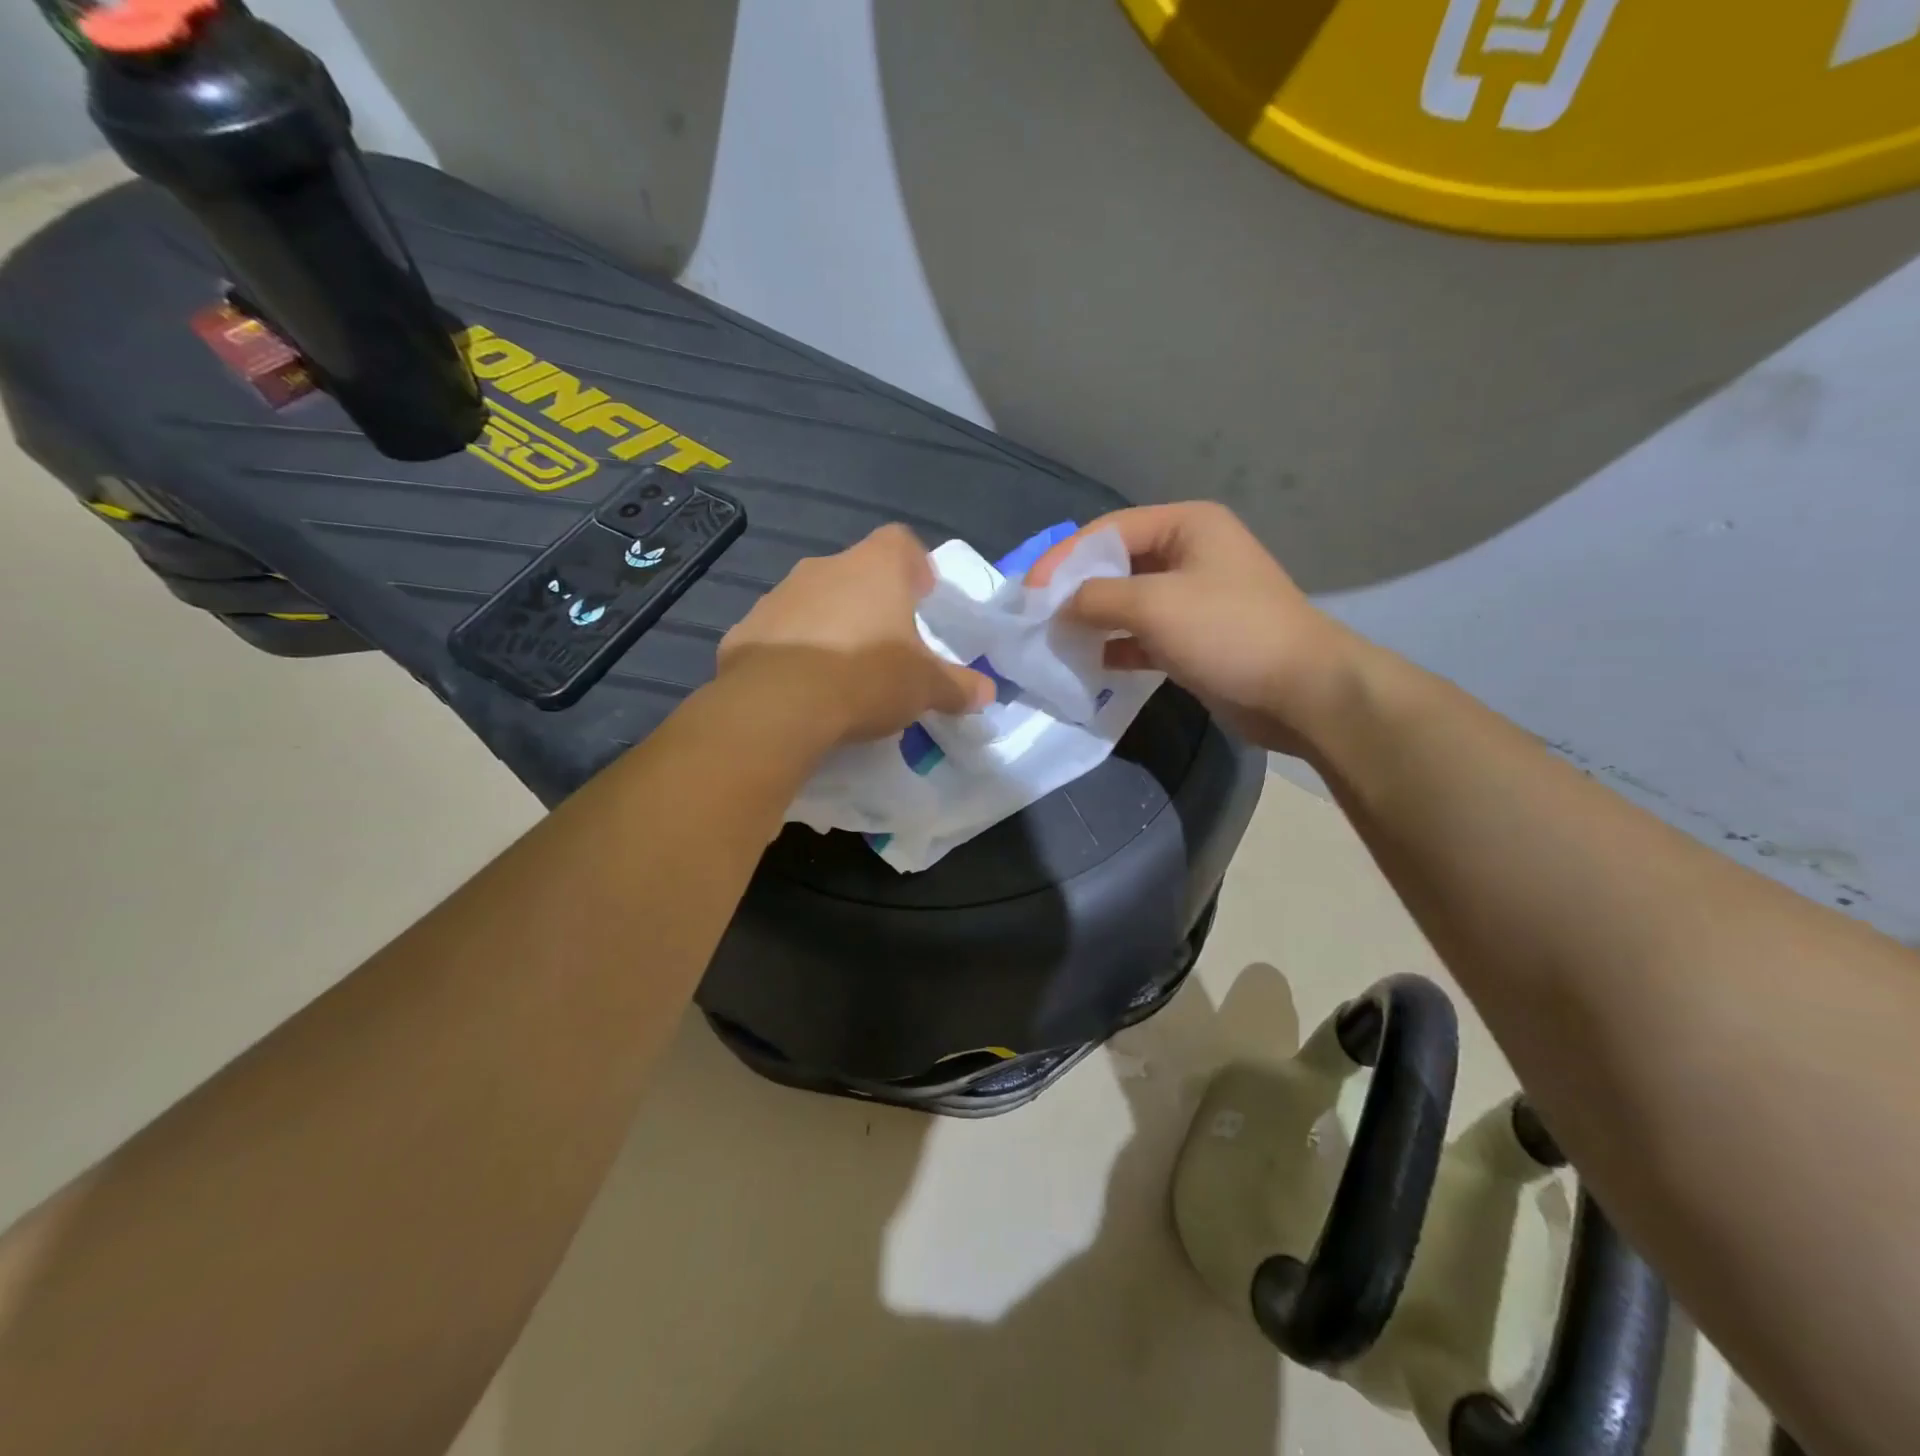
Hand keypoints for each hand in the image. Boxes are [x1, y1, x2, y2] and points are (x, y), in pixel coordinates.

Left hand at [717, 524, 994, 748]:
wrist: (778, 703)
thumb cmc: (866, 677)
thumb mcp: (925, 688)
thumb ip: (958, 686)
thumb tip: (986, 693)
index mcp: (875, 568)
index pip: (900, 542)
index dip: (915, 566)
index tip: (922, 597)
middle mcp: (825, 568)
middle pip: (856, 573)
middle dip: (873, 604)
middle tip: (886, 645)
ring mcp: (780, 595)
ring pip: (815, 602)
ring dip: (831, 625)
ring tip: (842, 672)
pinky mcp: (747, 629)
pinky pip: (780, 633)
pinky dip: (794, 652)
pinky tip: (802, 687)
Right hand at [1027, 502, 1363, 754]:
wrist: (1301, 691)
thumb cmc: (1228, 632)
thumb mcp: (1154, 605)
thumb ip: (1096, 598)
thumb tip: (1058, 607)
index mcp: (1187, 525)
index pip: (1108, 530)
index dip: (1064, 558)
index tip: (1028, 592)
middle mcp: (1189, 554)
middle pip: (1116, 565)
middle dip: (1076, 591)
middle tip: (1037, 618)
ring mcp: (1193, 599)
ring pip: (1127, 603)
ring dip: (1093, 622)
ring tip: (1055, 643)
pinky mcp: (1194, 639)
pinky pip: (1142, 636)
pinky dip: (1116, 647)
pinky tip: (1089, 665)